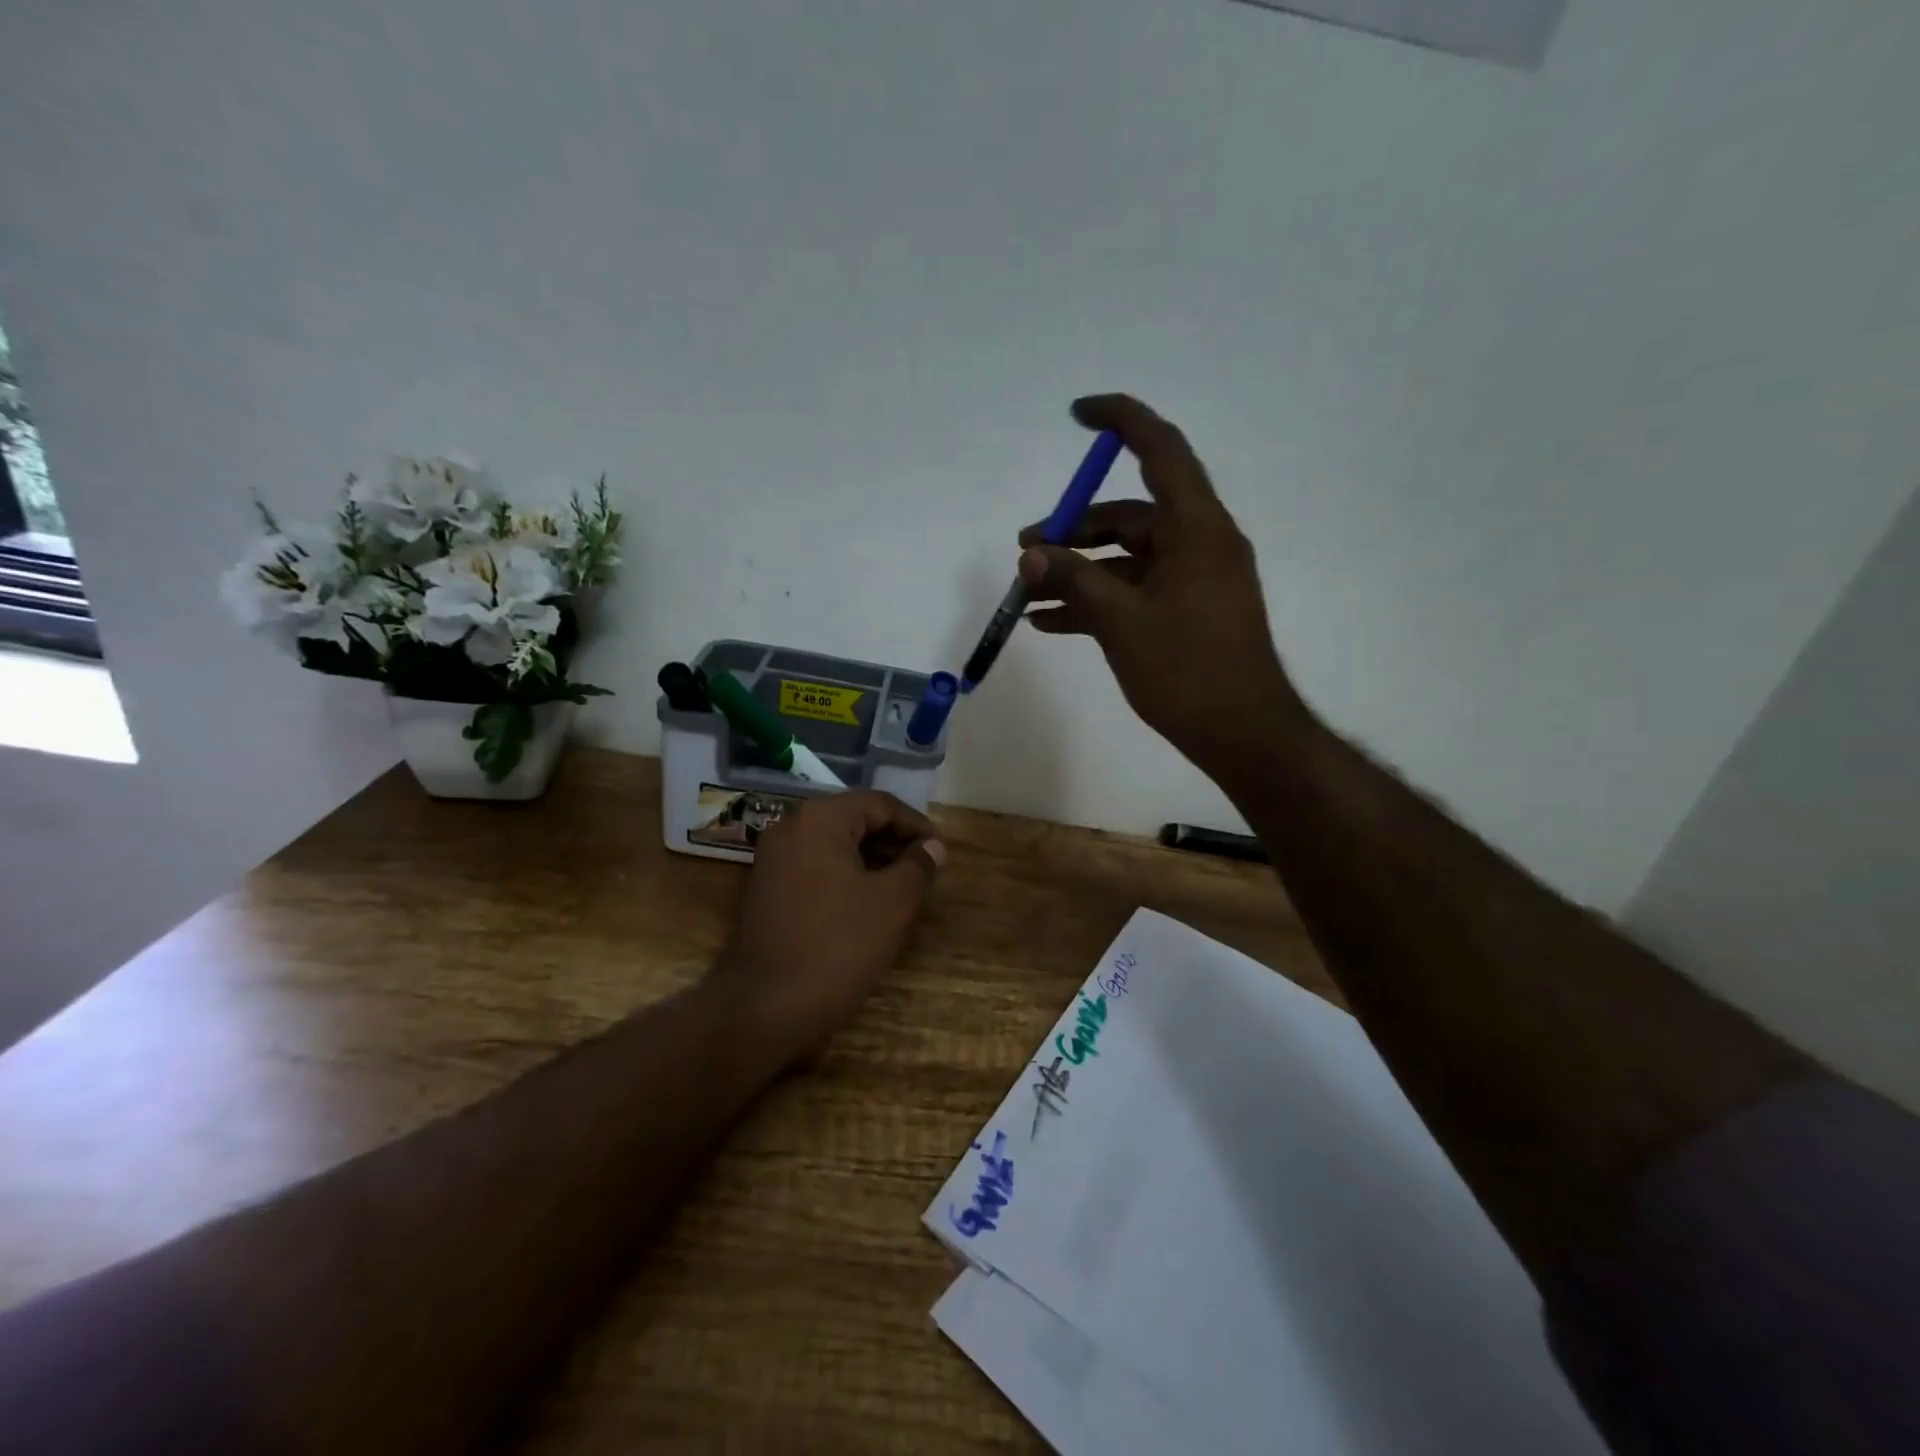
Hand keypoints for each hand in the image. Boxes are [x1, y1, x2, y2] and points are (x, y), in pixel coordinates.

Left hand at [714, 790, 944, 1063]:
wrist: (765, 1006)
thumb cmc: (837, 945)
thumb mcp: (892, 903)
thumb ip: (917, 866)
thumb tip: (933, 848)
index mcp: (820, 819)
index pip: (879, 804)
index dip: (916, 825)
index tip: (941, 851)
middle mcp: (792, 827)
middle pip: (855, 819)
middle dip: (894, 841)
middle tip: (926, 868)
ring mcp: (774, 857)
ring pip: (835, 843)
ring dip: (873, 859)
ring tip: (904, 886)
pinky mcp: (768, 887)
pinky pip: (817, 865)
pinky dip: (847, 874)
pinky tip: (869, 901)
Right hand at [1020, 394, 1309, 783]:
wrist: (1241, 734)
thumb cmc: (1186, 669)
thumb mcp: (1120, 621)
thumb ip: (1073, 580)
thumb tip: (1030, 555)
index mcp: (1196, 528)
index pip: (1160, 450)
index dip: (1120, 421)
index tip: (1077, 413)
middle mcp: (1199, 542)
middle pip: (1129, 515)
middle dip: (1072, 532)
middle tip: (1025, 553)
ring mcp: (1193, 579)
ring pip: (1126, 558)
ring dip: (1078, 572)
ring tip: (1027, 594)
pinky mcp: (1185, 611)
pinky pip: (1134, 591)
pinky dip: (1097, 600)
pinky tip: (1051, 622)